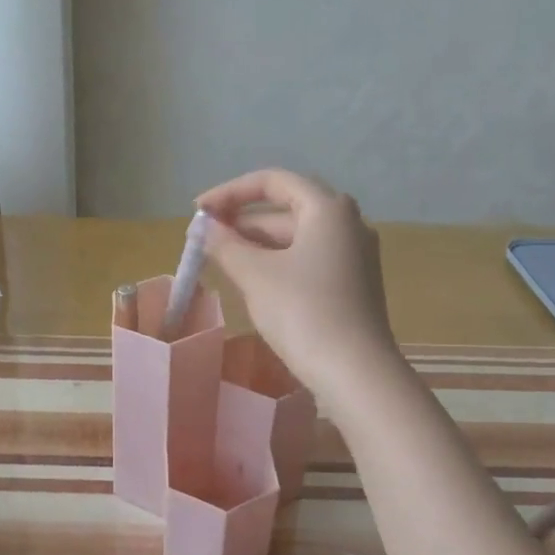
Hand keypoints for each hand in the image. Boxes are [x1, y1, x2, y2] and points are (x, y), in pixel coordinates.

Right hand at [196, 169, 401, 403]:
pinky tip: (253, 281)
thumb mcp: (255, 275)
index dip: (230, 192)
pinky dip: (278, 262)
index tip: (198, 212)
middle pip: (286, 208)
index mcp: (327, 208)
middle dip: (242, 221)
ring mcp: (354, 255)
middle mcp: (347, 222)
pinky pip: (308, 259)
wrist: (355, 372)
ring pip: (296, 237)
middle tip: (205, 239)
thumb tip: (203, 228)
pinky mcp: (354, 283)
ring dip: (257, 244)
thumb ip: (225, 244)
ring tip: (221, 260)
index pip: (272, 181)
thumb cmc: (303, 312)